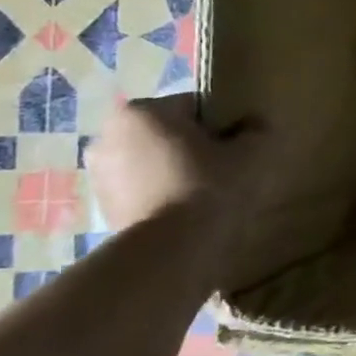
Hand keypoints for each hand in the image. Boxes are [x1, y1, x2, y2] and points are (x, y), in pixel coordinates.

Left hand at [88, 95, 256, 232]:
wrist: (170, 249)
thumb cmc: (209, 186)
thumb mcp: (252, 151)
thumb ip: (257, 129)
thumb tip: (254, 124)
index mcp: (143, 111)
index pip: (195, 106)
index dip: (223, 125)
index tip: (239, 147)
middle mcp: (109, 134)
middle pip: (170, 133)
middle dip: (195, 147)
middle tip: (225, 170)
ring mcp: (98, 173)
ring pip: (154, 161)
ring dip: (177, 170)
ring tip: (206, 194)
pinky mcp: (101, 206)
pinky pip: (142, 188)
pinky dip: (162, 194)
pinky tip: (186, 211)